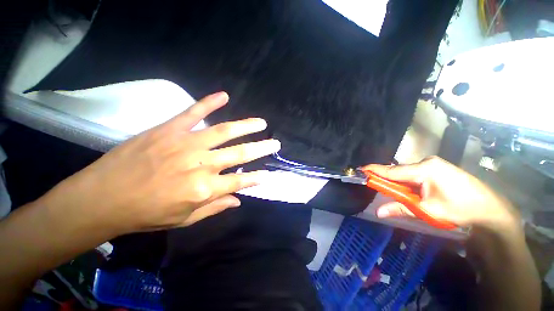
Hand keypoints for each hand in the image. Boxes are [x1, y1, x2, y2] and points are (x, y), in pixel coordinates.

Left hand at [39, 92, 279, 234]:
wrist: (102, 197)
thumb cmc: (145, 214)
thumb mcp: (184, 219)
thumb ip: (215, 208)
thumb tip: (239, 201)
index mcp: (203, 189)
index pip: (239, 182)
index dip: (256, 178)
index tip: (268, 174)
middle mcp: (200, 165)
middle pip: (239, 154)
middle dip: (261, 148)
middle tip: (275, 143)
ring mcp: (185, 144)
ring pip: (224, 131)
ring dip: (246, 126)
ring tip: (261, 122)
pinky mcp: (168, 130)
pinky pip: (193, 113)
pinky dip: (209, 102)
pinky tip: (224, 96)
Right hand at [363, 157, 519, 230]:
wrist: (491, 211)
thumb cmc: (460, 210)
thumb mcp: (428, 211)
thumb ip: (400, 208)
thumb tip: (378, 212)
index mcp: (424, 169)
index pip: (392, 170)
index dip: (374, 171)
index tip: (360, 170)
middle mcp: (427, 162)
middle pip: (399, 171)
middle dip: (388, 180)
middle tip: (377, 187)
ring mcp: (434, 164)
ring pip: (407, 173)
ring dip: (400, 183)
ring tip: (400, 195)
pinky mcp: (438, 168)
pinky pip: (416, 174)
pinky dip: (409, 182)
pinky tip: (413, 191)